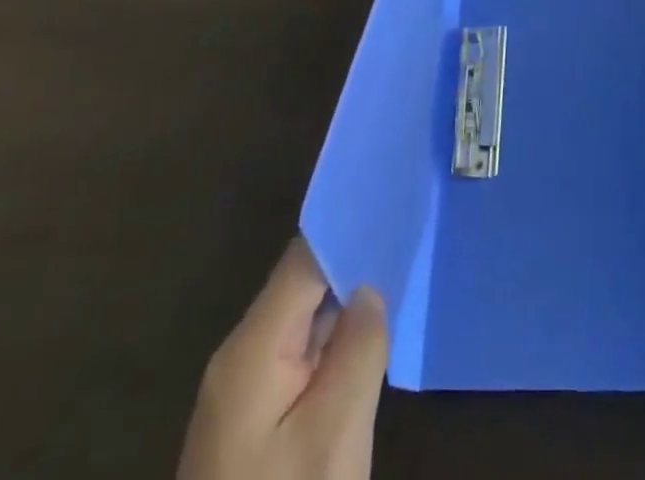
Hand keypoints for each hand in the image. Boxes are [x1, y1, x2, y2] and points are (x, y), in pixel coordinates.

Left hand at [178, 237, 387, 479]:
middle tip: (405, 243)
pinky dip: (330, 344)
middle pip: (300, 287)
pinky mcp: (248, 420)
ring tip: (395, 277)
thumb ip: (359, 347)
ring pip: (300, 322)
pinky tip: (364, 339)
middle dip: (351, 267)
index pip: (304, 260)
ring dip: (342, 307)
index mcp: (252, 348)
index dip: (348, 231)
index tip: (392, 210)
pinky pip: (294, 358)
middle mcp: (239, 357)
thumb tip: (368, 290)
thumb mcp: (335, 435)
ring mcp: (239, 391)